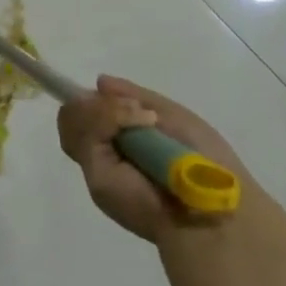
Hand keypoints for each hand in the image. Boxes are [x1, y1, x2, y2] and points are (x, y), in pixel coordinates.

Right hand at [58, 76, 246, 243]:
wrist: (215, 202)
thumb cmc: (203, 159)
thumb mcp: (170, 115)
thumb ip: (135, 97)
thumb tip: (99, 82)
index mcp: (121, 143)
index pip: (84, 114)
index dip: (91, 102)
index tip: (106, 92)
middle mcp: (104, 155)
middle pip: (71, 114)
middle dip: (98, 103)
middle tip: (134, 109)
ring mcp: (97, 166)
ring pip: (71, 119)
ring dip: (105, 110)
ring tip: (140, 117)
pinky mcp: (96, 177)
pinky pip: (84, 132)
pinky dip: (108, 118)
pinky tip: (139, 123)